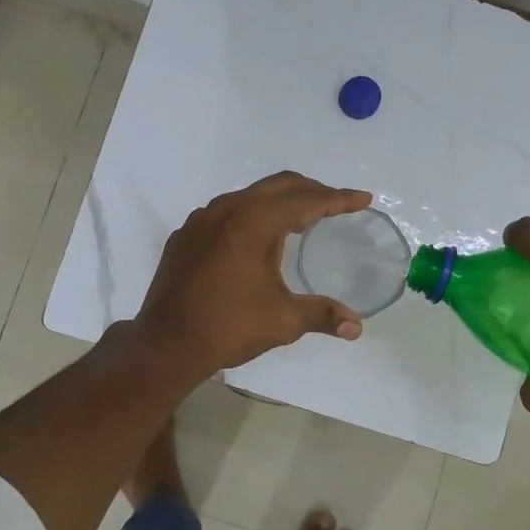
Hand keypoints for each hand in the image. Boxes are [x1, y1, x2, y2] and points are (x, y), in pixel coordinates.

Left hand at [136, 171, 374, 375]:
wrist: (166, 343)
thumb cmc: (229, 327)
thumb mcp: (283, 320)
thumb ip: (322, 315)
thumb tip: (357, 327)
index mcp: (255, 221)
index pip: (307, 201)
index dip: (339, 199)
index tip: (364, 199)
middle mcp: (227, 209)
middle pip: (279, 186)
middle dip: (312, 191)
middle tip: (337, 204)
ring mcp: (201, 220)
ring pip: (249, 195)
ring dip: (279, 201)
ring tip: (300, 218)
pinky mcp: (185, 236)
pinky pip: (225, 212)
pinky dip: (250, 215)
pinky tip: (255, 238)